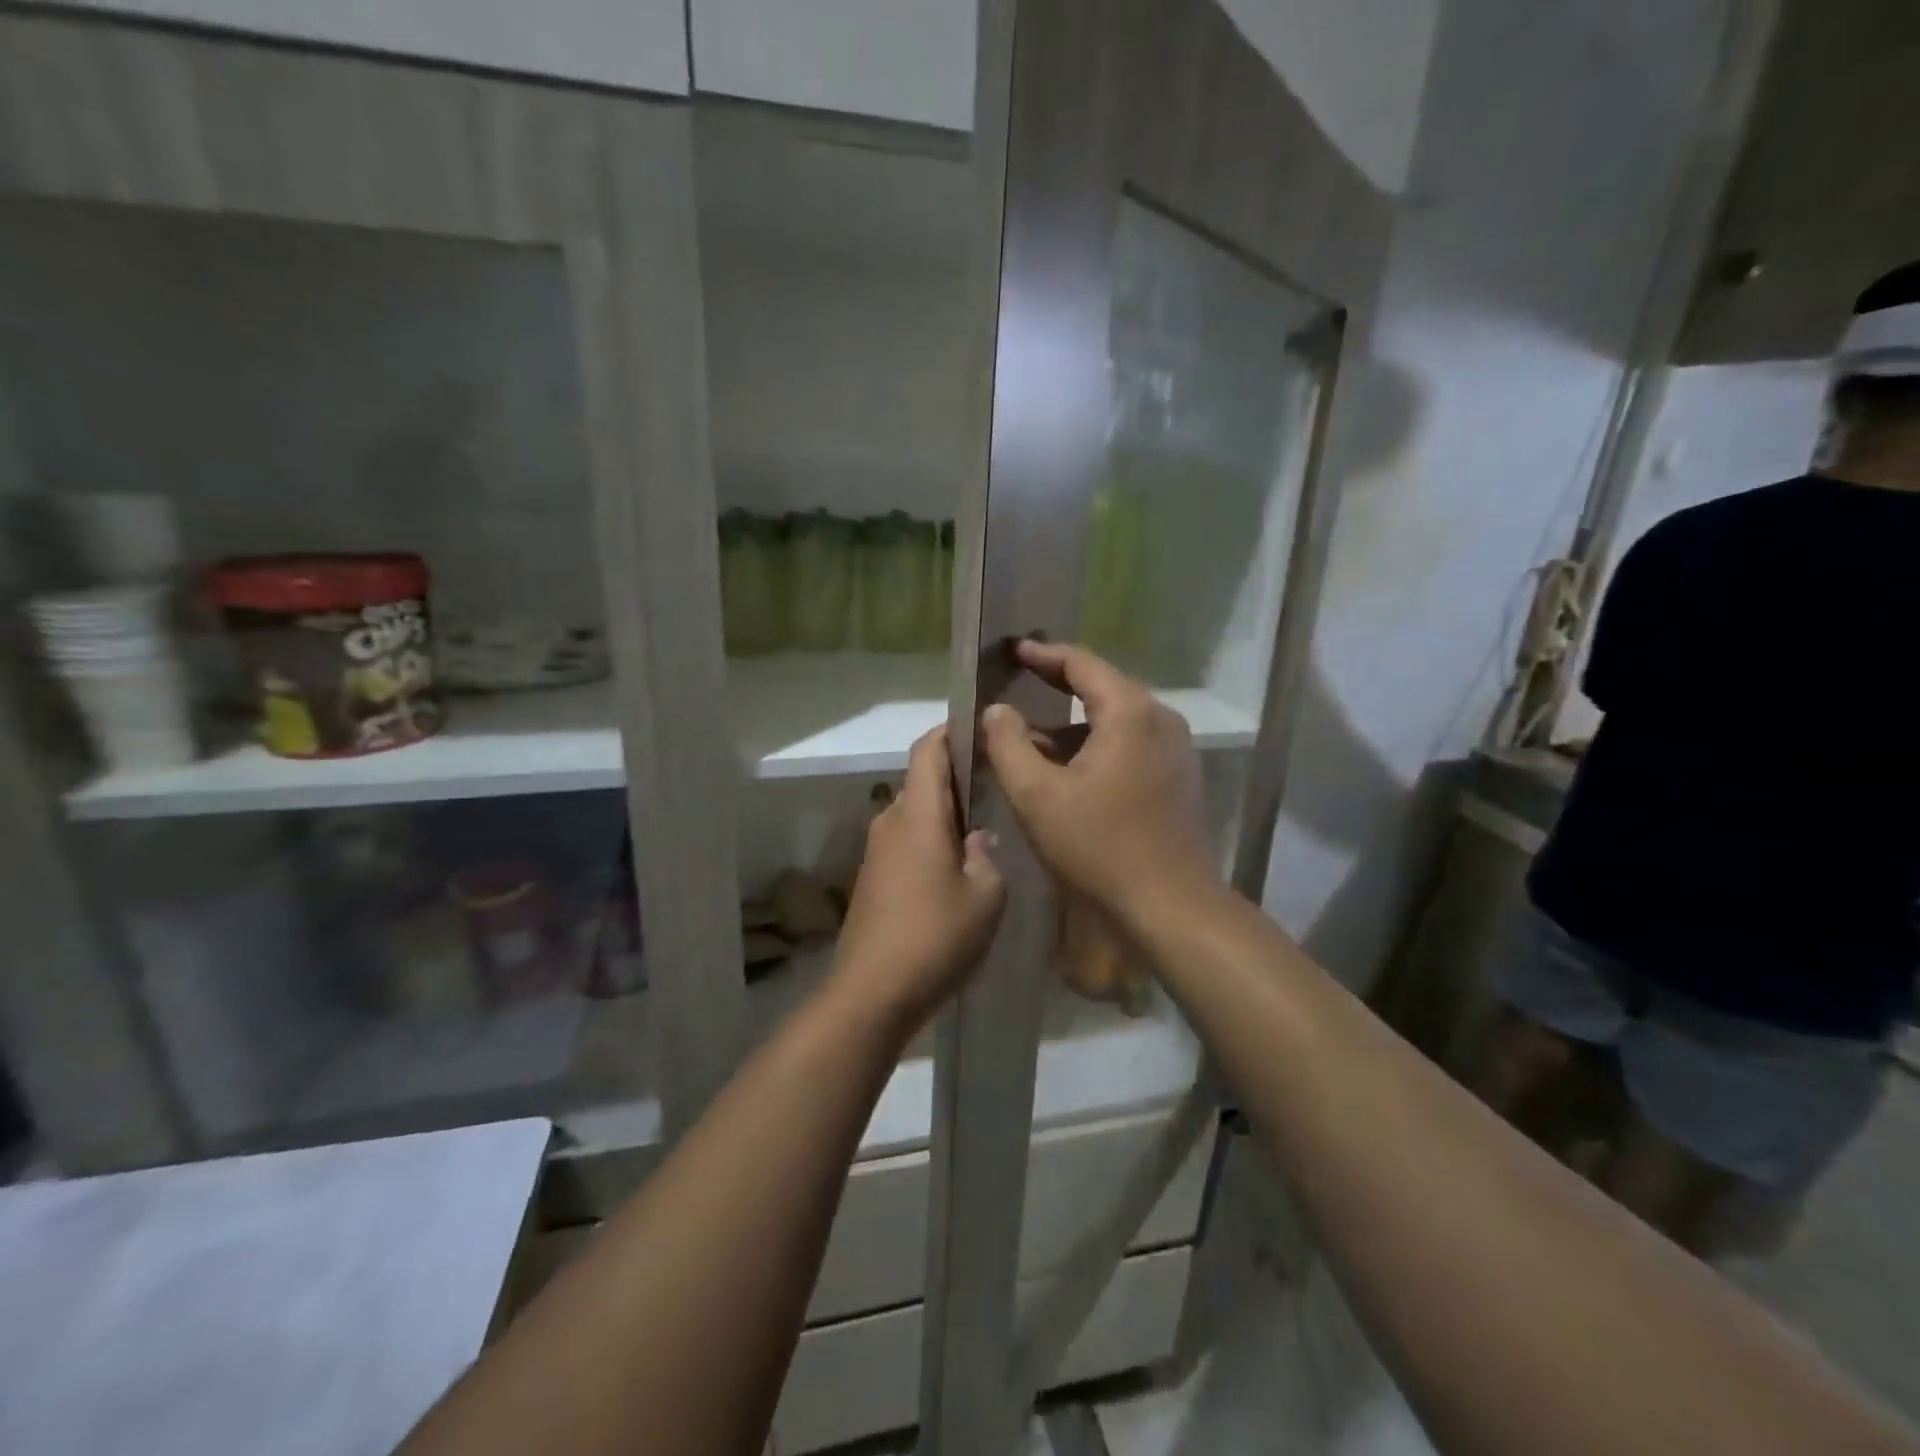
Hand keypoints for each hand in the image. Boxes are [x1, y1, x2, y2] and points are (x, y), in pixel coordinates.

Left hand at [833, 727, 1006, 1028]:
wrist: (872, 993)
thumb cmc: (935, 936)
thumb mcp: (986, 896)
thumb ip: (986, 857)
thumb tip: (976, 839)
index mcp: (917, 814)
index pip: (928, 749)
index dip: (951, 731)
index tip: (982, 730)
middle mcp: (890, 822)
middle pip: (922, 781)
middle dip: (957, 776)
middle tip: (998, 785)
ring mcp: (876, 851)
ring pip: (915, 814)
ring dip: (945, 813)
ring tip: (985, 827)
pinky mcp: (872, 879)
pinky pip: (905, 841)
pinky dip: (931, 839)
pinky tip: (957, 867)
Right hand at [980, 640, 1215, 917]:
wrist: (1170, 907)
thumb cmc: (1099, 847)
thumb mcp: (1037, 795)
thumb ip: (1008, 744)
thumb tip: (997, 710)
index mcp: (1130, 712)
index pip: (1081, 663)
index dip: (1041, 654)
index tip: (1010, 650)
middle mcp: (1160, 719)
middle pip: (1102, 687)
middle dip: (1056, 684)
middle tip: (1017, 679)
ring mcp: (1175, 749)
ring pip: (1115, 720)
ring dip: (1072, 723)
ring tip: (1030, 731)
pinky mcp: (1176, 777)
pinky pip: (1129, 744)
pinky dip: (1094, 745)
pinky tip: (1065, 768)